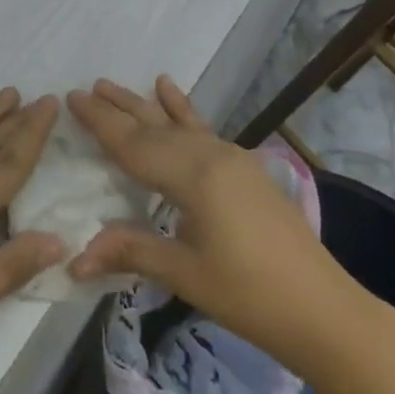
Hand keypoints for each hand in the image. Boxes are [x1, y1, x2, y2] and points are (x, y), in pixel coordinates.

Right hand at [67, 77, 371, 372]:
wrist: (323, 308)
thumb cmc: (250, 296)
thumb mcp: (186, 274)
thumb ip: (132, 252)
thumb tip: (74, 258)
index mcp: (194, 176)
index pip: (135, 145)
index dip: (101, 123)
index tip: (71, 98)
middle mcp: (211, 155)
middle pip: (153, 128)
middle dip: (117, 109)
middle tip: (84, 89)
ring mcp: (230, 157)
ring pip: (176, 124)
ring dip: (143, 105)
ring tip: (113, 84)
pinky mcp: (243, 167)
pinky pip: (202, 129)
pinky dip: (182, 109)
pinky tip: (169, 88)